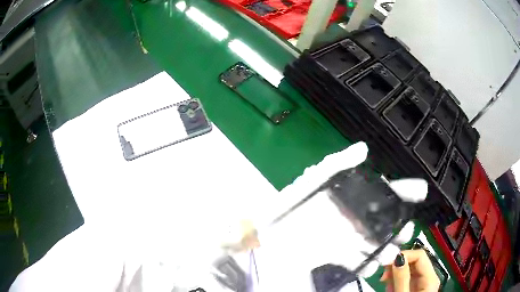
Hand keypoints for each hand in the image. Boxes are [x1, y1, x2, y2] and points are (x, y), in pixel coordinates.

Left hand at [233, 142, 428, 291]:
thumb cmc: (288, 206)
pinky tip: (371, 265)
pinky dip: (364, 262)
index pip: (379, 192)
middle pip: (379, 221)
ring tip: (392, 253)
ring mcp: (340, 238)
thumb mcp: (314, 181)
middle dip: (397, 225)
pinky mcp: (330, 254)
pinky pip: (352, 259)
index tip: (418, 193)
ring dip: (384, 247)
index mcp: (346, 198)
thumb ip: (338, 163)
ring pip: (370, 243)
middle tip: (408, 230)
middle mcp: (347, 217)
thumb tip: (363, 148)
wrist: (263, 234)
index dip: (399, 192)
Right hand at [380, 250, 440, 291]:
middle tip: (383, 275)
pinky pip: (406, 278)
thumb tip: (397, 257)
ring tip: (385, 284)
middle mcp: (429, 277)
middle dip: (398, 265)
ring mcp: (422, 283)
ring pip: (409, 269)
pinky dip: (397, 281)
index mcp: (430, 277)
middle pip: (415, 261)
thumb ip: (401, 278)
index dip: (404, 256)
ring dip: (395, 274)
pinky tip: (390, 287)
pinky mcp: (415, 288)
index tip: (387, 264)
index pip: (420, 255)